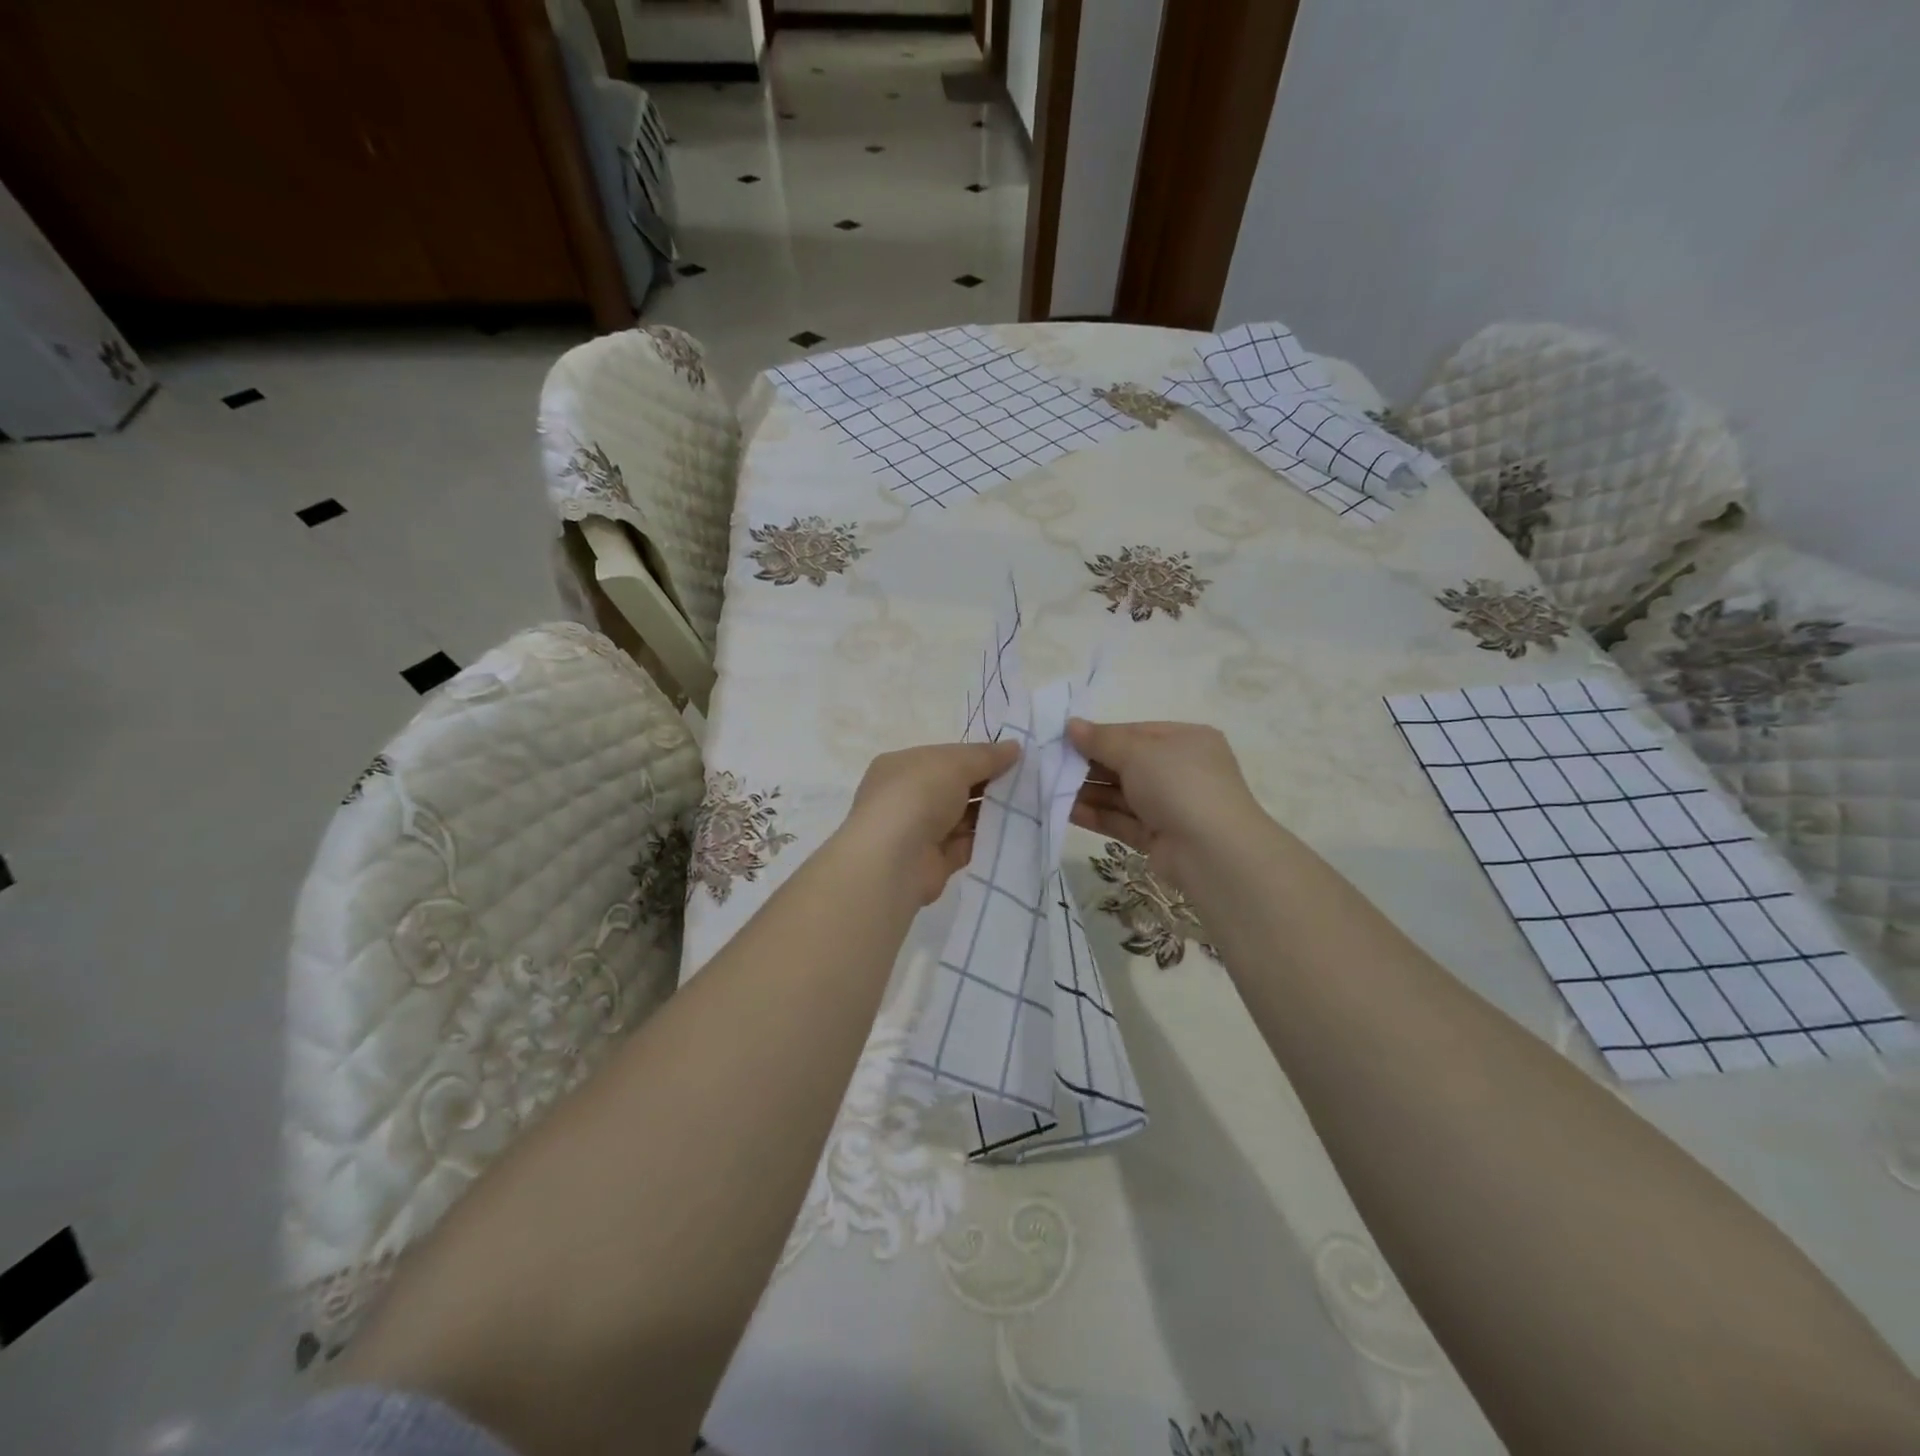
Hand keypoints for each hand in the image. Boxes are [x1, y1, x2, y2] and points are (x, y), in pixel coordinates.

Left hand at [842, 739, 1021, 904]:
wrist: (894, 860)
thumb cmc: (918, 796)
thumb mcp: (955, 763)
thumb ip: (986, 755)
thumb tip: (1015, 747)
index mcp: (901, 767)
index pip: (944, 757)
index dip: (976, 756)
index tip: (1012, 758)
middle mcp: (906, 797)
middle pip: (954, 787)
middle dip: (986, 784)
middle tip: (1026, 781)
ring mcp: (918, 831)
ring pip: (962, 817)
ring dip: (990, 812)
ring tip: (1028, 805)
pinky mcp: (934, 862)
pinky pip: (966, 845)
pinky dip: (986, 839)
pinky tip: (1015, 832)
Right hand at [1067, 719, 1271, 891]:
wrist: (1213, 852)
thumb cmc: (1179, 785)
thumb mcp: (1137, 752)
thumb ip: (1101, 740)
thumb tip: (1071, 725)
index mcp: (1186, 741)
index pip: (1136, 732)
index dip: (1100, 735)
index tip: (1065, 740)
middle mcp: (1181, 771)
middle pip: (1127, 764)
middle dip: (1090, 765)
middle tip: (1051, 765)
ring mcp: (1171, 806)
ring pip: (1122, 794)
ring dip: (1088, 791)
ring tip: (1050, 788)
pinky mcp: (1159, 837)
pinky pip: (1122, 820)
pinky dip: (1096, 815)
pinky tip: (1065, 811)